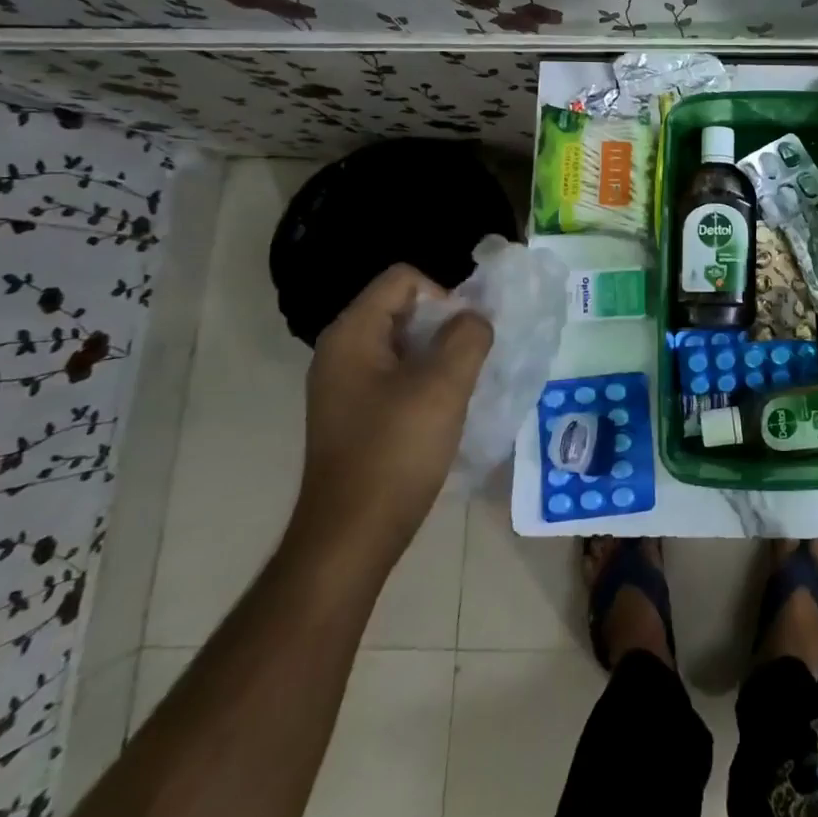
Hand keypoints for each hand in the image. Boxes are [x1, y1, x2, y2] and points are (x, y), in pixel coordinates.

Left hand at [289, 264, 492, 567]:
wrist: (352, 537)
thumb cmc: (396, 452)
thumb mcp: (444, 385)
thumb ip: (468, 336)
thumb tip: (476, 320)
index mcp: (352, 334)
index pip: (404, 279)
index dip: (443, 296)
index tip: (462, 338)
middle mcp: (341, 351)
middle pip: (403, 308)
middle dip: (444, 327)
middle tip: (469, 362)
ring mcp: (344, 385)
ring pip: (404, 344)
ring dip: (439, 356)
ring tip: (460, 388)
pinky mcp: (354, 414)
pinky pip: (396, 375)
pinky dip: (424, 382)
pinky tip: (441, 412)